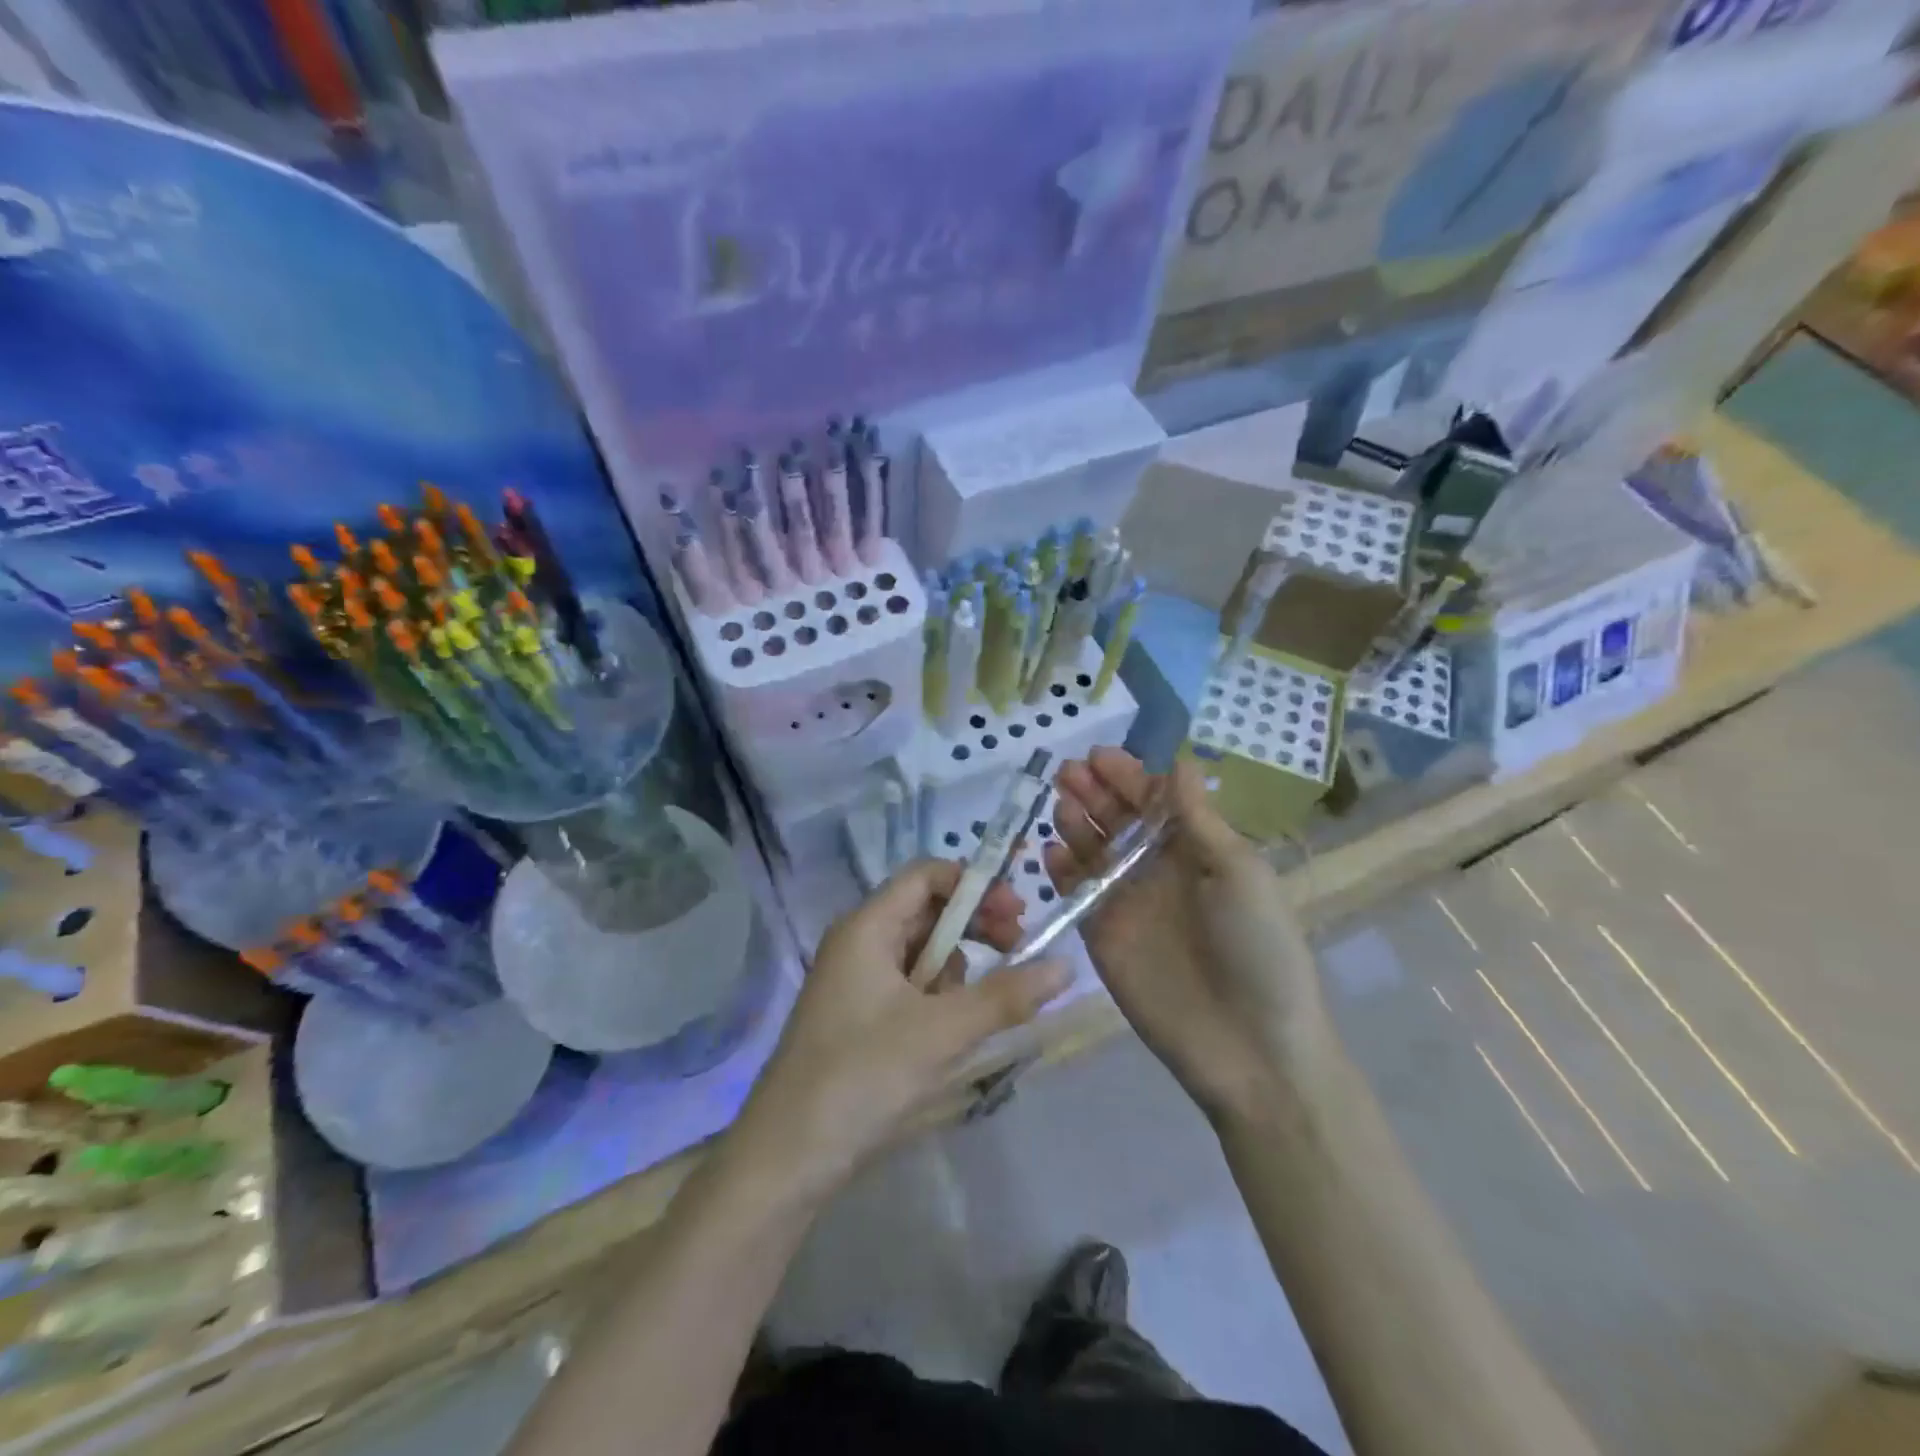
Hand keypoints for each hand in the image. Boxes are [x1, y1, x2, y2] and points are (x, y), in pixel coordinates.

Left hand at [731, 861, 1071, 1203]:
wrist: (787, 1158)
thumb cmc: (862, 1077)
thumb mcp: (942, 1032)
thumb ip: (1006, 996)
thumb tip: (1066, 965)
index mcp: (867, 927)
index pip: (926, 875)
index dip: (975, 884)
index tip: (1017, 914)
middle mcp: (859, 942)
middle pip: (927, 911)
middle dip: (974, 928)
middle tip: (1017, 952)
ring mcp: (856, 981)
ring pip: (922, 953)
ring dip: (957, 971)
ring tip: (972, 1013)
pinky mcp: (859, 1017)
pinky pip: (909, 988)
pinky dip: (938, 1000)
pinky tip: (948, 1036)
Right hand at [1046, 748, 1328, 1122]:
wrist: (1250, 1046)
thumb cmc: (1258, 947)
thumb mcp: (1238, 872)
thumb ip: (1198, 819)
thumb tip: (1181, 762)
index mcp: (1197, 851)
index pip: (1155, 801)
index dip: (1129, 777)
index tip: (1100, 756)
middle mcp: (1158, 870)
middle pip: (1118, 821)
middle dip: (1095, 793)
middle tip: (1069, 771)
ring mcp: (1127, 902)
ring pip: (1093, 851)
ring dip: (1075, 823)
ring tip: (1060, 802)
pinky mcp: (1101, 935)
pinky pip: (1076, 893)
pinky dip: (1061, 870)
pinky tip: (1051, 851)